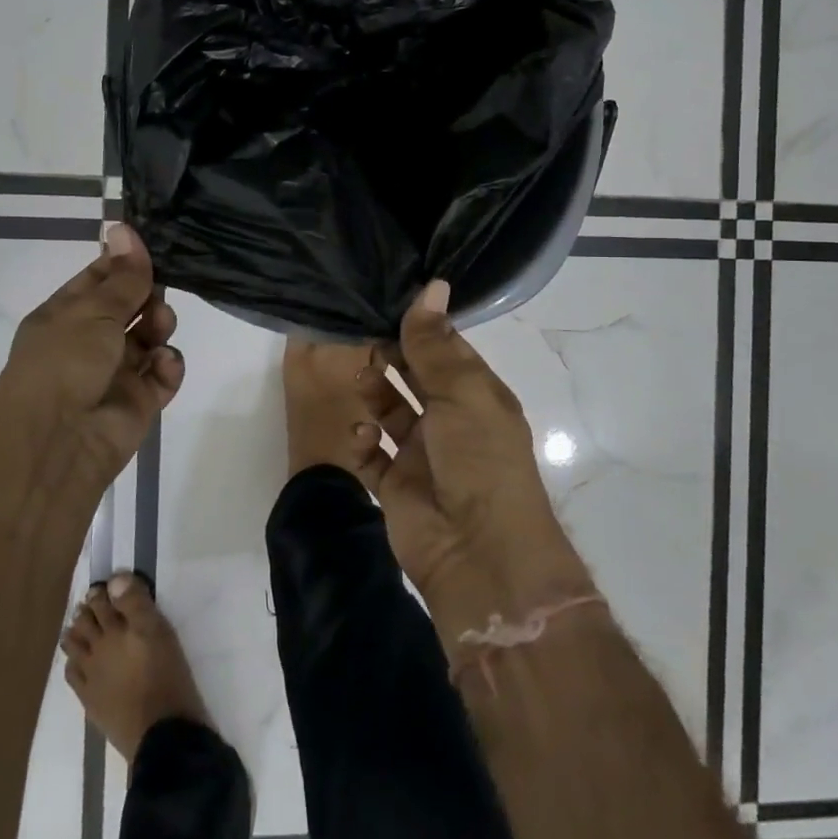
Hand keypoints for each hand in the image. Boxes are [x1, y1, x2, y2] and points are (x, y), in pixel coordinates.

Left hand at [0, 222, 183, 501]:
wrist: (57, 442)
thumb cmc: (64, 362)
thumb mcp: (93, 310)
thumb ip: (122, 276)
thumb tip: (123, 227)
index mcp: (66, 315)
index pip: (100, 279)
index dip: (125, 263)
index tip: (153, 247)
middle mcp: (90, 342)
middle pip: (131, 307)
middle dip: (149, 296)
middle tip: (155, 297)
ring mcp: (115, 373)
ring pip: (150, 338)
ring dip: (160, 327)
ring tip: (160, 330)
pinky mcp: (139, 402)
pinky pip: (162, 374)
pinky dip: (168, 366)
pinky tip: (163, 364)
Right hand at [351, 282, 592, 634]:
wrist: (479, 554)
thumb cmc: (480, 461)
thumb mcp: (462, 393)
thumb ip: (436, 344)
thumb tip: (432, 284)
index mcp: (476, 396)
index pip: (444, 350)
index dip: (418, 327)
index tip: (383, 299)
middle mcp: (450, 421)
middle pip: (413, 378)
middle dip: (389, 357)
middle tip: (356, 333)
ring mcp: (421, 455)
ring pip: (389, 411)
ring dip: (373, 394)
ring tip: (358, 380)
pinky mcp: (395, 485)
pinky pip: (372, 455)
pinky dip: (363, 442)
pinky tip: (362, 437)